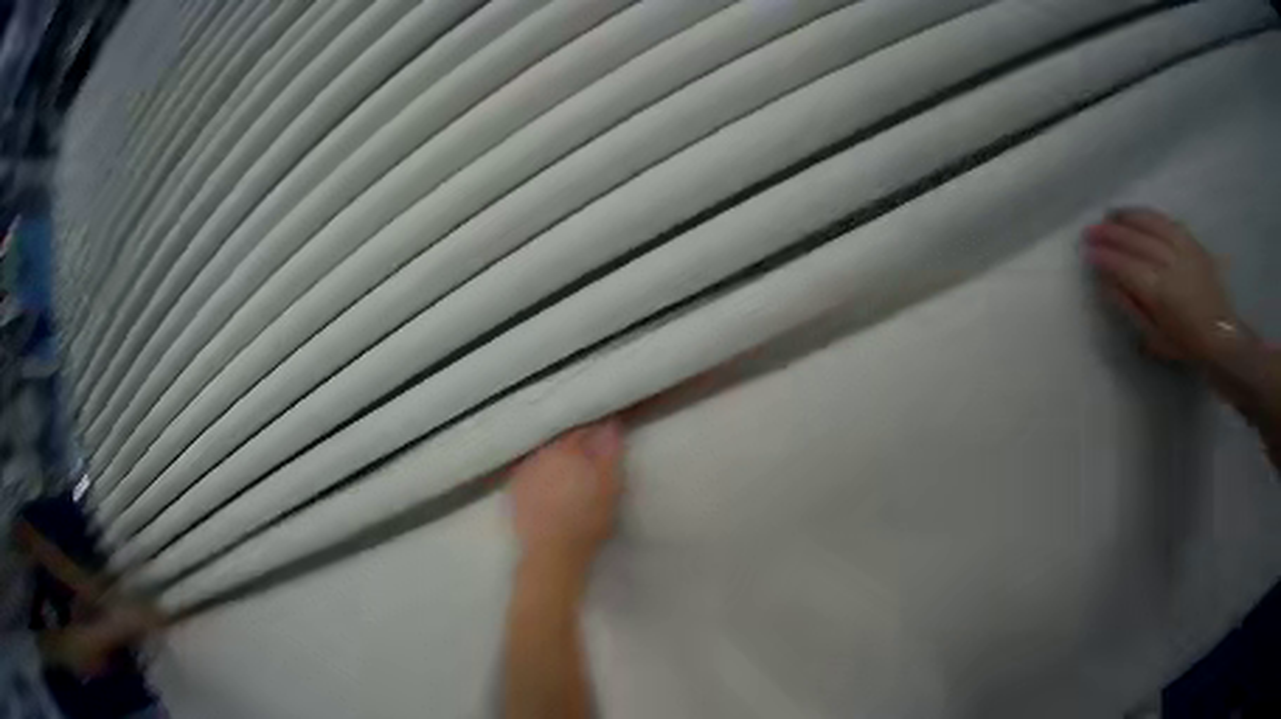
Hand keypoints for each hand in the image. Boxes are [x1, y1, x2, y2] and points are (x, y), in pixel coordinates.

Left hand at [507, 419, 624, 575]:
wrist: (552, 553)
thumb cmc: (588, 521)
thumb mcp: (610, 488)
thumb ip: (609, 454)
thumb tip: (610, 424)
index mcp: (567, 449)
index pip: (583, 430)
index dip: (596, 432)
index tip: (606, 435)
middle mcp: (541, 453)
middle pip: (560, 440)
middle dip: (574, 443)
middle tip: (587, 453)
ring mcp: (524, 470)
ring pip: (542, 454)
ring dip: (554, 456)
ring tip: (566, 469)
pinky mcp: (513, 488)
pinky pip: (527, 470)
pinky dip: (537, 471)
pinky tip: (544, 481)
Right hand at [1085, 208, 1244, 366]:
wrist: (1222, 337)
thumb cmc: (1188, 345)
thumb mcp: (1156, 338)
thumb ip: (1132, 308)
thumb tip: (1107, 284)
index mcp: (1159, 293)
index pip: (1125, 266)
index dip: (1105, 257)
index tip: (1087, 252)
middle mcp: (1169, 264)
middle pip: (1134, 241)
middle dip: (1110, 233)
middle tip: (1090, 230)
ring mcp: (1182, 249)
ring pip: (1148, 224)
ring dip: (1126, 218)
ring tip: (1109, 216)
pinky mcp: (1191, 242)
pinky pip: (1165, 221)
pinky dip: (1147, 215)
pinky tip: (1135, 214)